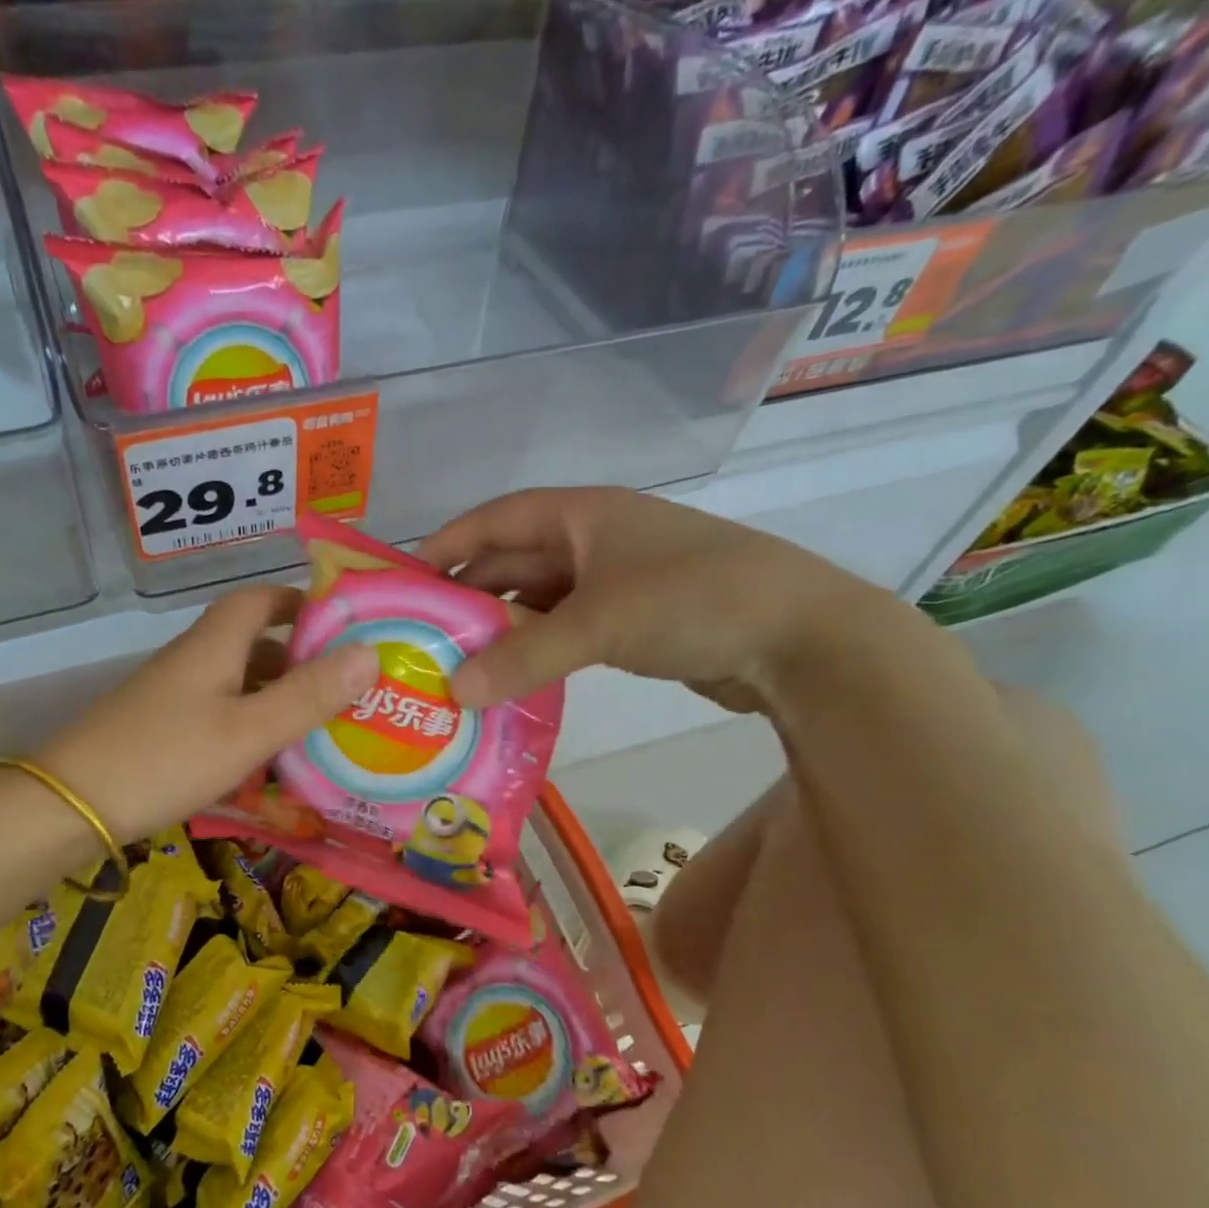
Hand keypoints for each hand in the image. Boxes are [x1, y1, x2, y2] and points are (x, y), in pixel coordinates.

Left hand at [36, 585, 378, 843]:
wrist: (71, 804)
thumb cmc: (167, 758)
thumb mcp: (249, 731)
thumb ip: (308, 695)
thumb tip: (369, 652)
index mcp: (214, 644)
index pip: (261, 599)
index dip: (301, 603)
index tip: (344, 625)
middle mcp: (193, 659)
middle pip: (253, 642)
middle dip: (300, 658)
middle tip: (347, 687)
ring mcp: (174, 695)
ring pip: (237, 682)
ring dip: (277, 696)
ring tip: (322, 725)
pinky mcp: (162, 728)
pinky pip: (220, 713)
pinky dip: (251, 724)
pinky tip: (270, 759)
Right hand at [417, 487, 902, 711]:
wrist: (802, 638)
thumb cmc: (693, 601)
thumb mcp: (598, 624)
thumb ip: (521, 657)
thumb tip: (452, 692)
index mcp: (583, 515)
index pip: (495, 519)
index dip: (447, 544)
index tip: (405, 579)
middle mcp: (594, 540)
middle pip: (512, 560)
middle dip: (468, 595)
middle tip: (422, 635)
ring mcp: (615, 581)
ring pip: (538, 600)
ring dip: (500, 628)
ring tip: (456, 663)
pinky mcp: (633, 620)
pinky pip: (565, 629)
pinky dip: (535, 649)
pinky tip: (510, 677)